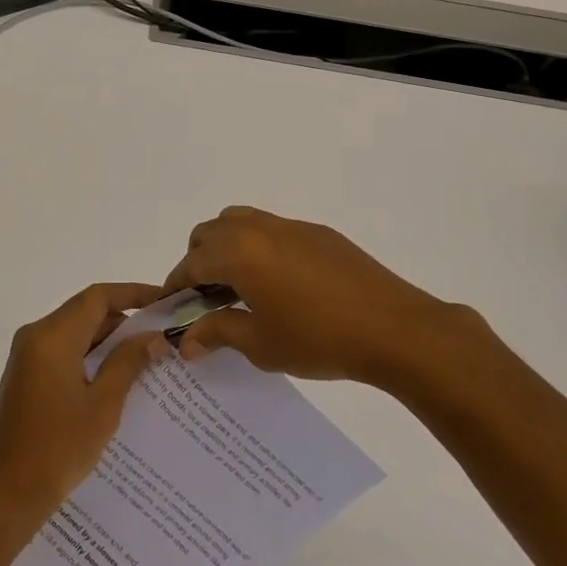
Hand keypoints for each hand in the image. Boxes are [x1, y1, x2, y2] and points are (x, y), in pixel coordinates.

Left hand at [0, 283, 172, 517]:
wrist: (6, 493)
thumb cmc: (58, 448)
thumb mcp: (103, 405)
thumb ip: (127, 363)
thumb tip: (153, 337)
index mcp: (53, 336)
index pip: (97, 297)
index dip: (133, 293)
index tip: (163, 301)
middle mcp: (35, 336)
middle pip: (84, 312)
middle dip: (123, 318)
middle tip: (161, 332)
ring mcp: (27, 356)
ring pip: (74, 331)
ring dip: (107, 338)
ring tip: (146, 353)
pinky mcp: (25, 375)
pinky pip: (62, 350)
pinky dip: (89, 354)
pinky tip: (116, 375)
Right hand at [166, 206, 496, 389]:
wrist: (395, 329)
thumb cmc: (319, 339)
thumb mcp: (260, 344)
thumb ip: (217, 333)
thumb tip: (186, 340)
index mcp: (239, 253)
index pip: (191, 262)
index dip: (176, 285)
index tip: (172, 308)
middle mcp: (258, 229)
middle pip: (210, 233)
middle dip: (198, 261)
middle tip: (205, 298)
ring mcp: (290, 226)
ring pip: (240, 221)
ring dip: (226, 246)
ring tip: (238, 286)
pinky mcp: (317, 232)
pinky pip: (272, 229)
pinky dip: (257, 246)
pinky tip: (277, 283)